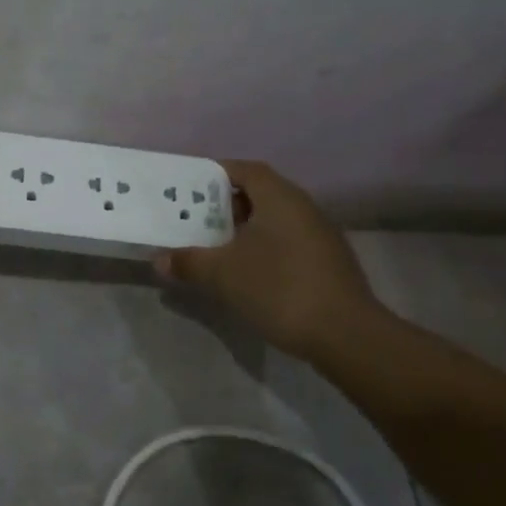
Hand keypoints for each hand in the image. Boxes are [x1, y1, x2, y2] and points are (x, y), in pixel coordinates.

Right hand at [154, 159, 383, 360]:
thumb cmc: (279, 288)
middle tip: (193, 220)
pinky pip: (286, 243)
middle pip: (259, 194)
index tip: (189, 187)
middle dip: (224, 205)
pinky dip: (261, 249)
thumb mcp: (222, 274)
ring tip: (212, 247)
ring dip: (243, 230)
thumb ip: (188, 262)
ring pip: (273, 221)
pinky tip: (244, 273)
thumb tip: (159, 260)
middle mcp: (303, 209)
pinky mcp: (326, 264)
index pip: (245, 170)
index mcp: (280, 198)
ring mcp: (320, 237)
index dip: (216, 174)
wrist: (346, 335)